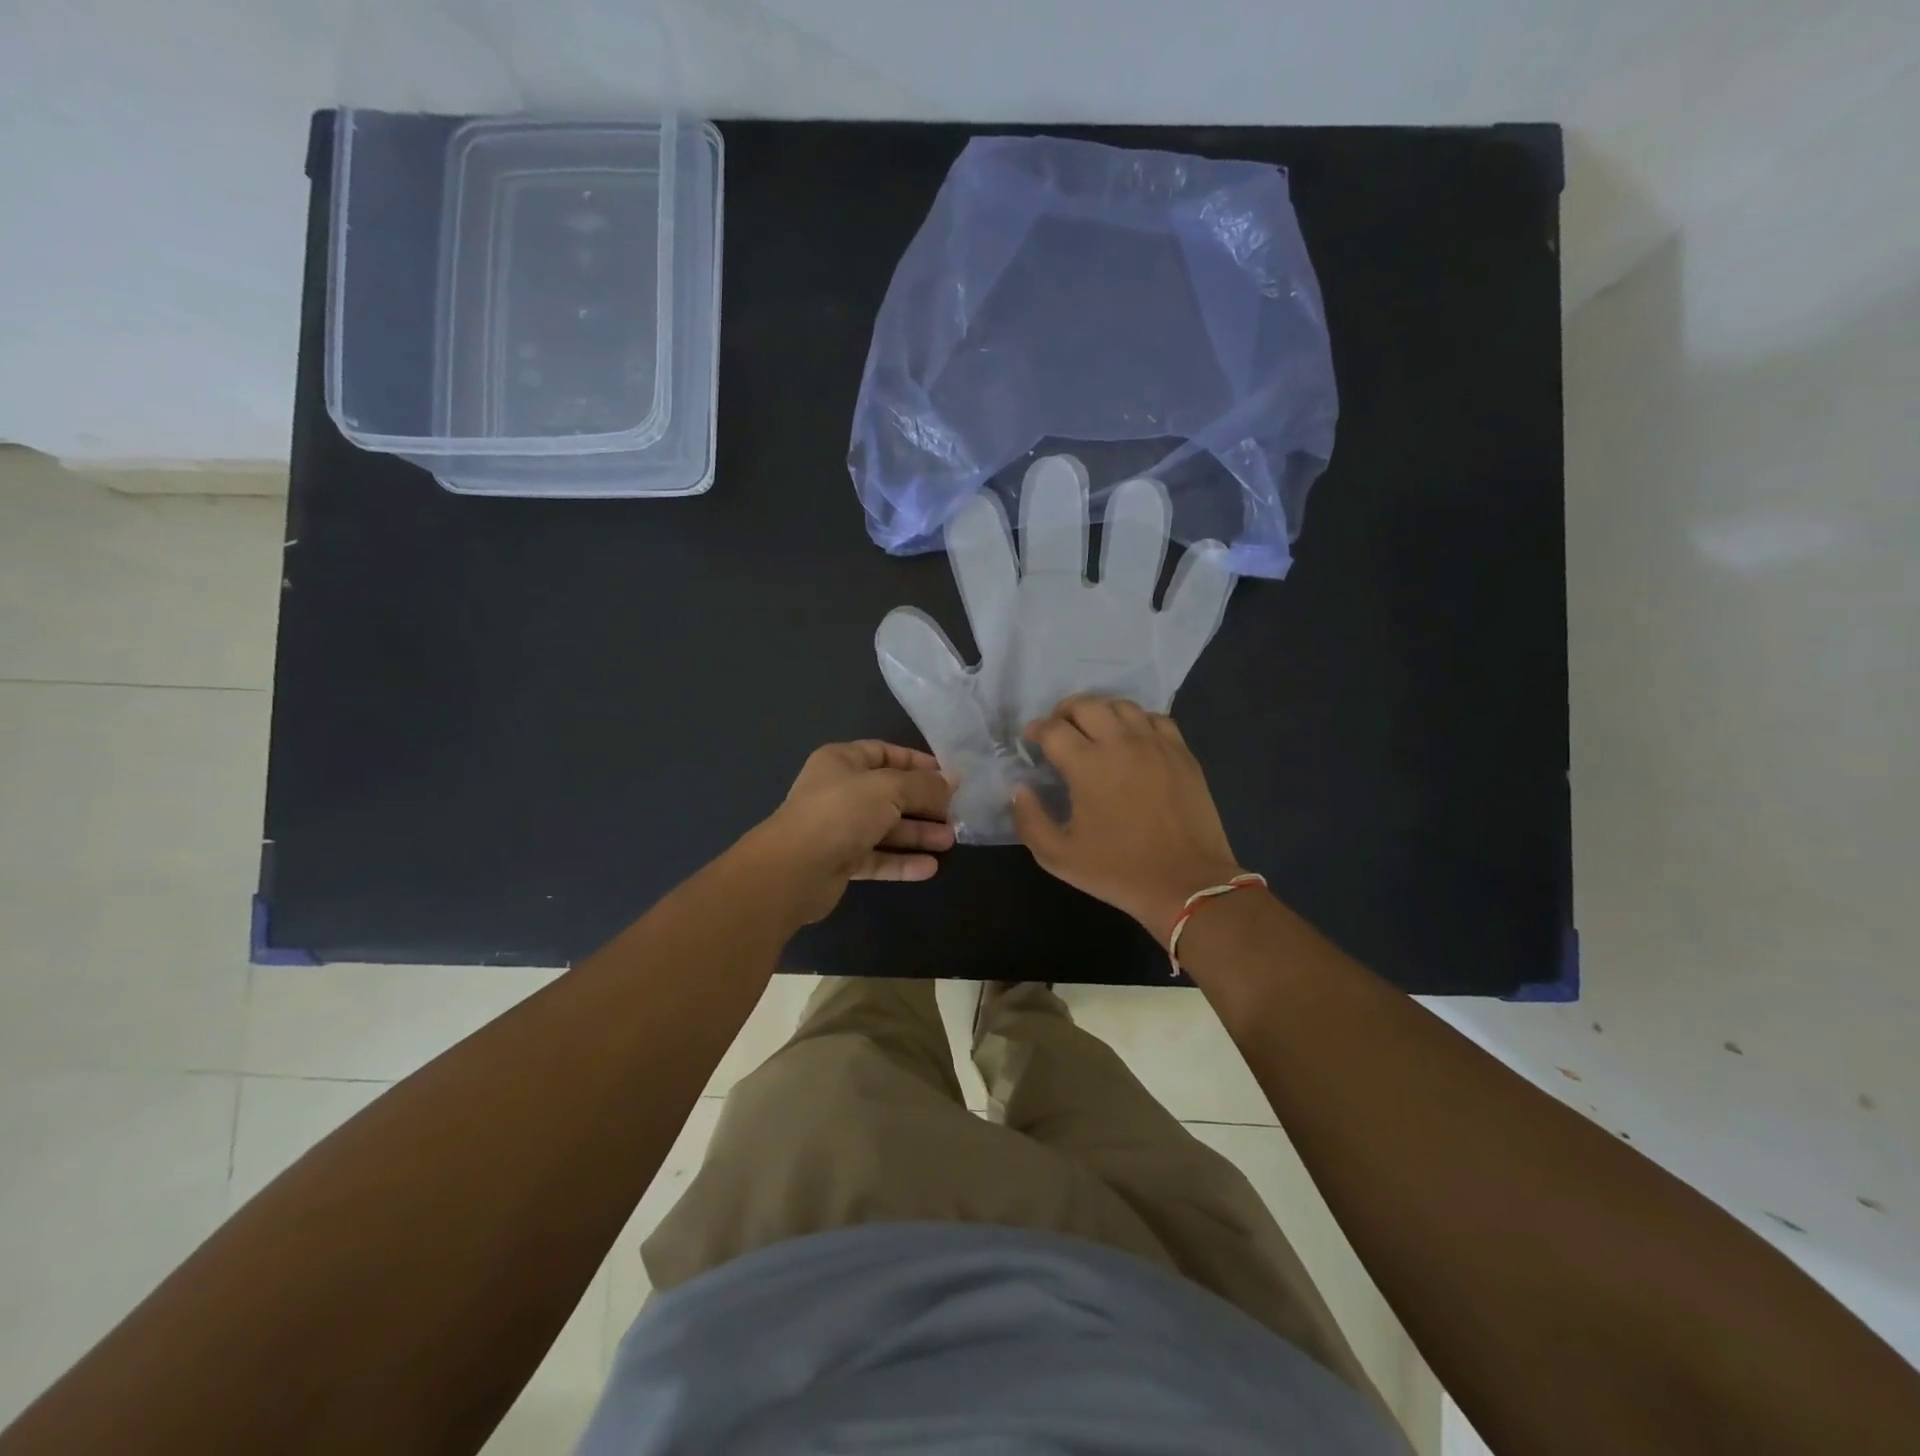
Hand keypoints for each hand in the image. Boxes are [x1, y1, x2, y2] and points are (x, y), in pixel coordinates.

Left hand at [745, 741, 954, 924]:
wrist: (794, 869)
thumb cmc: (841, 812)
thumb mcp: (889, 788)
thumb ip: (923, 785)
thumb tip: (953, 780)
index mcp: (841, 762)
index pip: (884, 753)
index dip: (916, 762)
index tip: (947, 775)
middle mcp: (838, 791)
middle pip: (889, 793)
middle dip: (923, 803)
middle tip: (955, 812)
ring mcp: (838, 828)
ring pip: (885, 828)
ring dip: (917, 833)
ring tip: (950, 840)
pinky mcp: (840, 862)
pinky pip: (877, 858)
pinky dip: (902, 861)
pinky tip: (930, 867)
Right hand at [1012, 695, 1244, 942]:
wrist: (1186, 883)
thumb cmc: (1118, 871)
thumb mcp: (1058, 857)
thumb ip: (1029, 819)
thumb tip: (1019, 788)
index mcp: (1087, 765)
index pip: (1052, 728)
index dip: (1035, 730)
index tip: (1032, 741)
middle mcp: (1121, 743)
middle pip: (1086, 704)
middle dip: (1064, 712)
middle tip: (1059, 731)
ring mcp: (1155, 744)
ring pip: (1121, 705)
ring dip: (1100, 712)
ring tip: (1094, 731)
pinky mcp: (1182, 753)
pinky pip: (1155, 719)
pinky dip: (1136, 721)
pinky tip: (1132, 740)